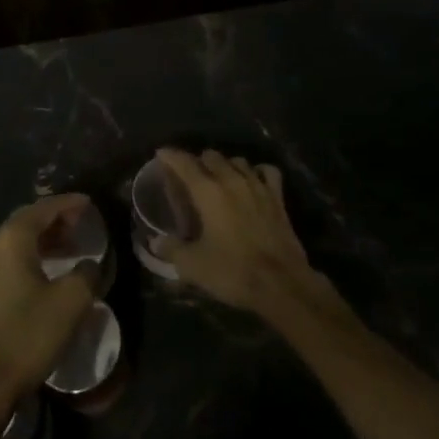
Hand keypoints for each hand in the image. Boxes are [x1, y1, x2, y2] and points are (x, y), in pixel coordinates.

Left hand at [0, 194, 99, 403]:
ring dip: (44, 239)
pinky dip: (32, 256)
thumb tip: (90, 264)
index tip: (88, 203)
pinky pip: (10, 259)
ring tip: (71, 248)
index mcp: (12, 239)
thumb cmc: (28, 334)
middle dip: (55, 219)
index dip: (68, 203)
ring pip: (17, 241)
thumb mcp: (70, 302)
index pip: (43, 209)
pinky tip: (48, 273)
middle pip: (27, 221)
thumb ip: (86, 274)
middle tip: (81, 224)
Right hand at [151, 148, 323, 317]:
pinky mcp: (278, 198)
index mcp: (208, 191)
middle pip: (211, 156)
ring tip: (219, 177)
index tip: (161, 153)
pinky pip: (267, 171)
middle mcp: (231, 180)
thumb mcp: (193, 265)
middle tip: (190, 175)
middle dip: (198, 161)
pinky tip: (253, 179)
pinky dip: (257, 171)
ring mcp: (257, 186)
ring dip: (225, 165)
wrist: (282, 285)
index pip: (184, 162)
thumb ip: (172, 249)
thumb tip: (156, 241)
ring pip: (237, 161)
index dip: (170, 155)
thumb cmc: (233, 271)